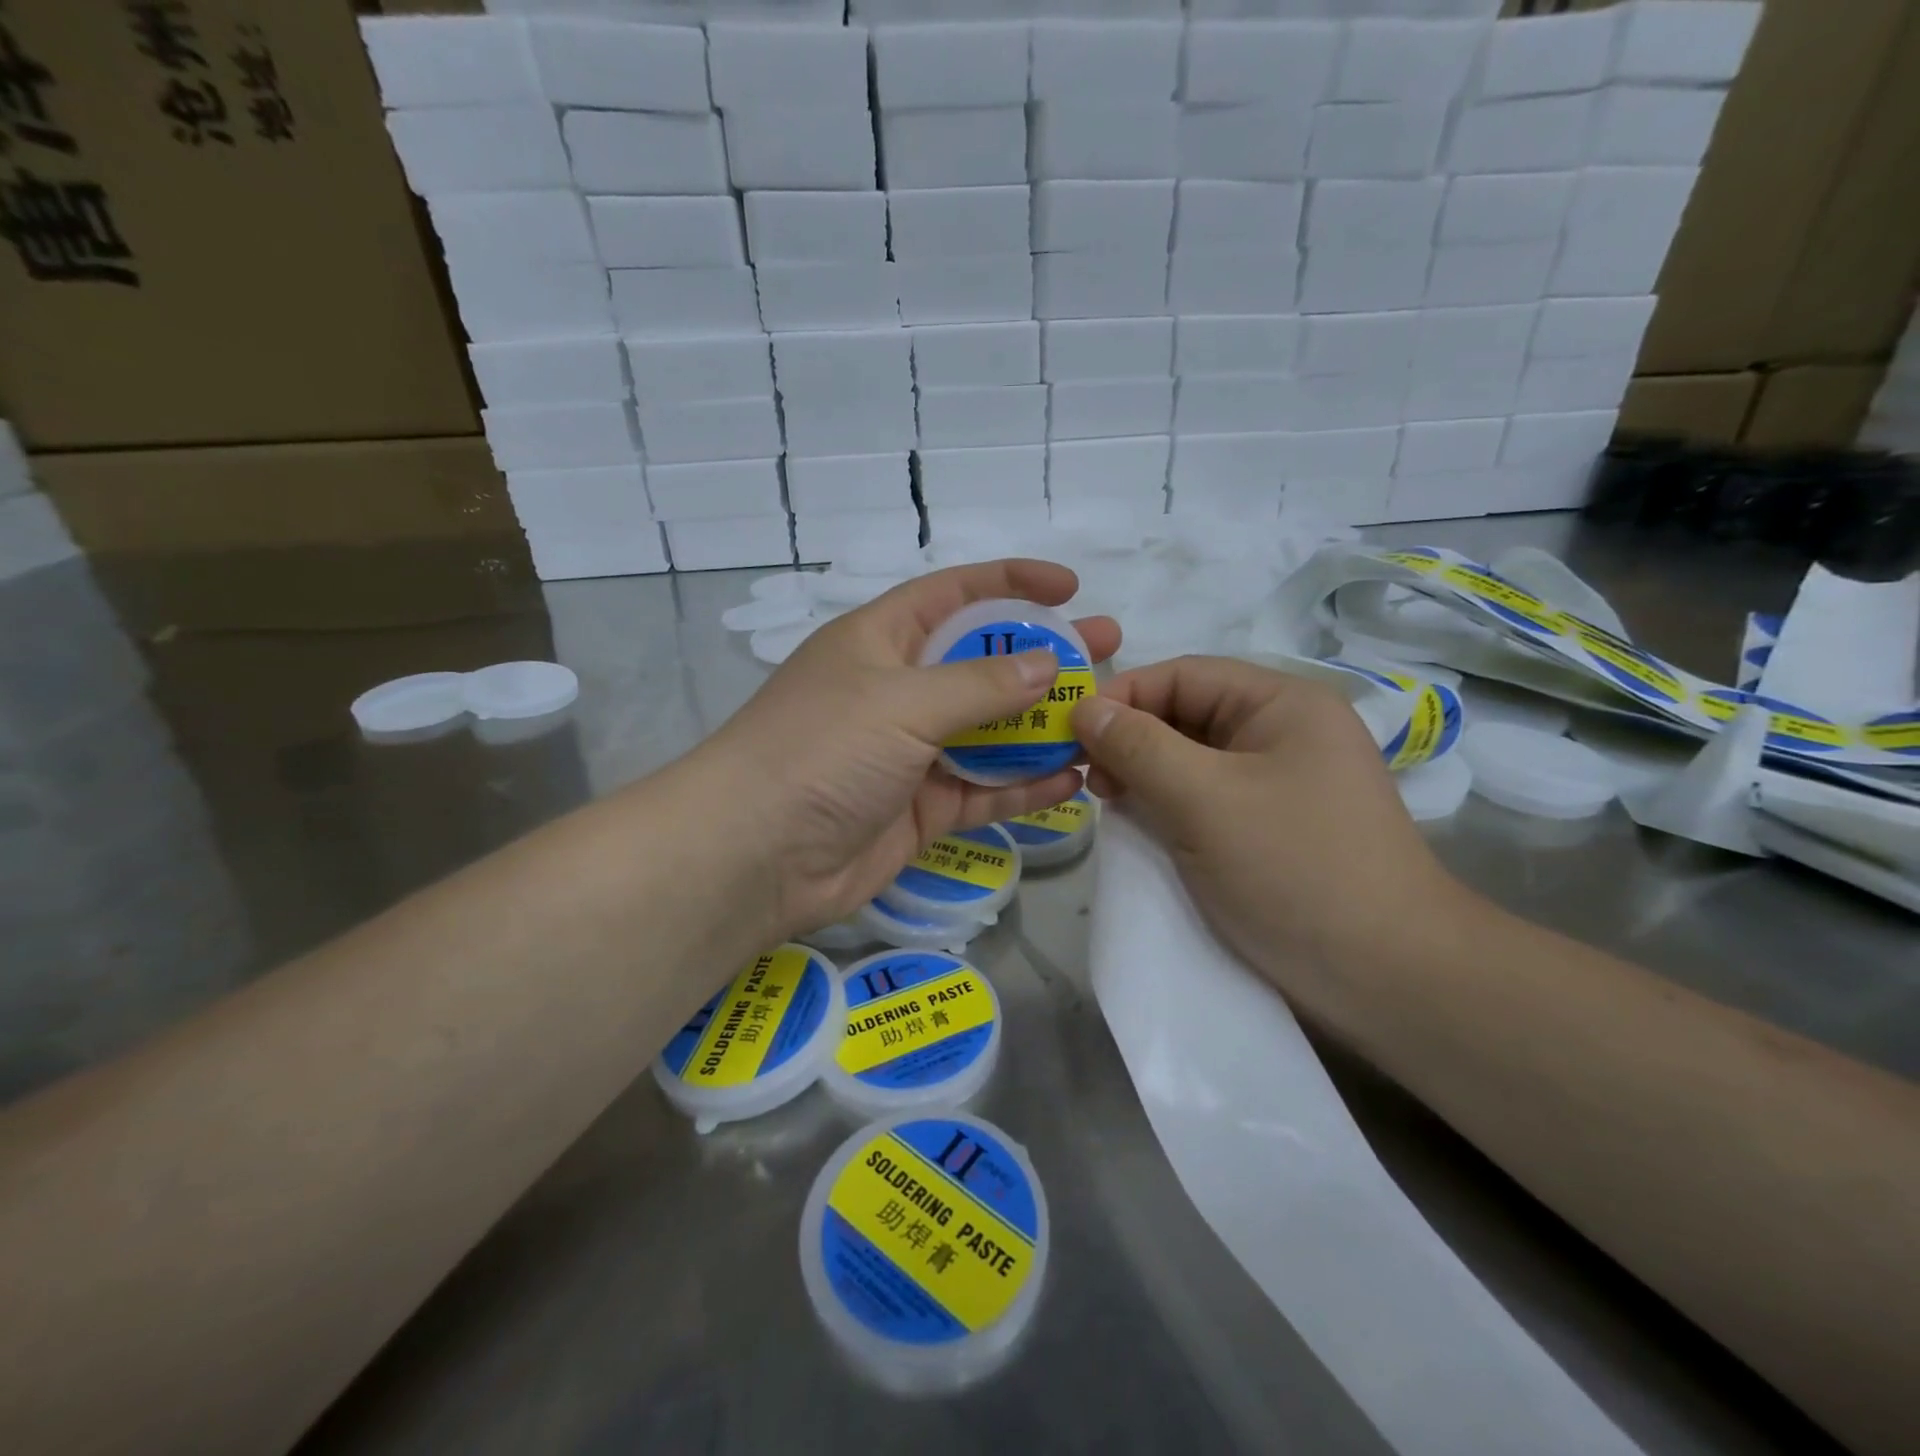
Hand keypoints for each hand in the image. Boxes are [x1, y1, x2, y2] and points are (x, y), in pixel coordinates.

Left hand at [695, 560, 1119, 939]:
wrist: (755, 854)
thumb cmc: (823, 749)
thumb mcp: (903, 700)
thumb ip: (981, 685)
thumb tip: (1047, 665)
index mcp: (881, 640)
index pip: (955, 594)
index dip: (1010, 583)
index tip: (1068, 587)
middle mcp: (898, 690)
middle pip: (983, 664)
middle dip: (1043, 657)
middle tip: (1106, 652)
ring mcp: (911, 753)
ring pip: (989, 732)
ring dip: (1042, 726)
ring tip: (1103, 718)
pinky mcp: (920, 809)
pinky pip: (983, 791)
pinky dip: (1025, 787)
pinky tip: (1073, 780)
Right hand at [1073, 656, 1463, 981]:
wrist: (1387, 978)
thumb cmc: (1293, 869)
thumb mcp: (1203, 799)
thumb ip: (1137, 747)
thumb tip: (1083, 707)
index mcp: (1282, 704)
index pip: (1183, 675)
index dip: (1122, 696)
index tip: (1069, 734)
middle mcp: (1284, 733)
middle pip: (1187, 714)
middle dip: (1131, 739)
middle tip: (1088, 779)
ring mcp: (1281, 783)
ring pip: (1192, 760)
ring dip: (1145, 775)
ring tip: (1110, 804)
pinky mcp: (1272, 828)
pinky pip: (1206, 799)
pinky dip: (1169, 805)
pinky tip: (1143, 826)